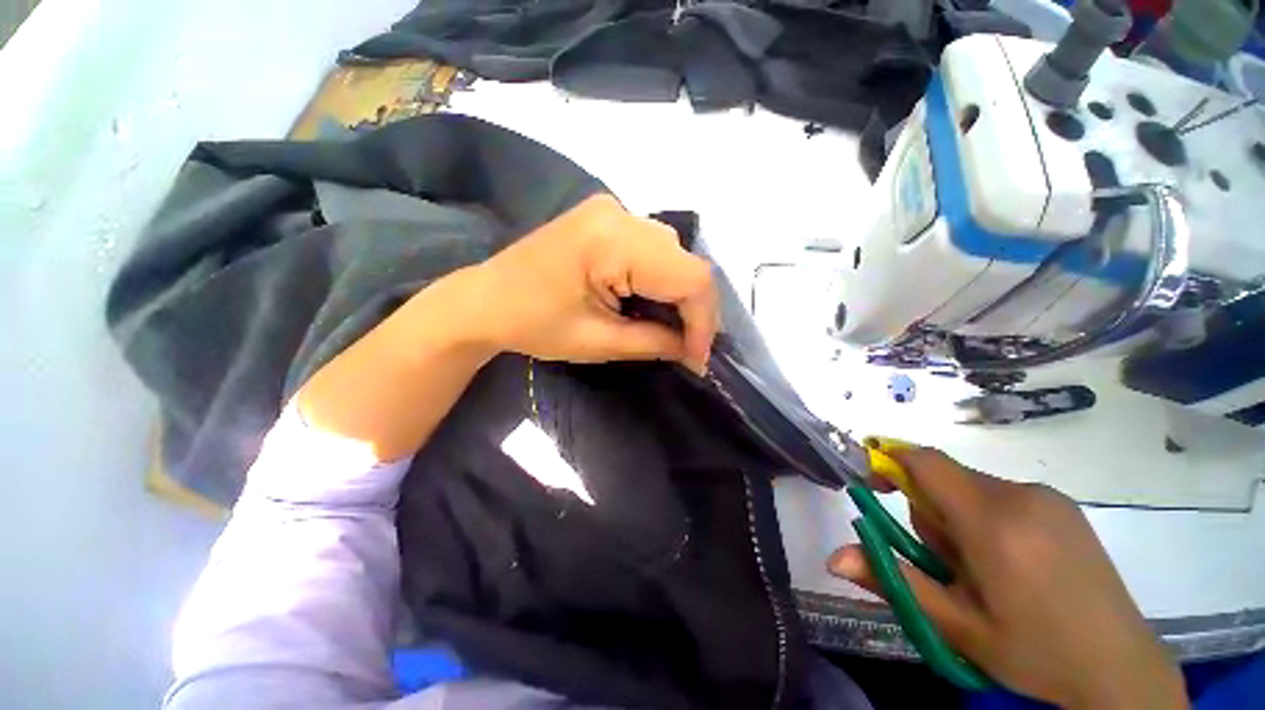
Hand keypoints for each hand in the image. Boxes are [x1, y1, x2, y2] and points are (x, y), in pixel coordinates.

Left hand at [468, 194, 718, 374]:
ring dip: (680, 294)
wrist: (485, 300)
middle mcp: (620, 213)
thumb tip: (695, 353)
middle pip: (685, 262)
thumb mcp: (599, 342)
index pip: (689, 276)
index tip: (698, 358)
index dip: (704, 321)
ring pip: (673, 254)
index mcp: (613, 241)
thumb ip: (656, 342)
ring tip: (672, 328)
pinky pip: (653, 248)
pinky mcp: (606, 219)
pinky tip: (652, 302)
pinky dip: (662, 279)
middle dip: (695, 310)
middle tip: (689, 347)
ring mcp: (612, 211)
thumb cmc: (534, 326)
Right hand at [827, 445, 1187, 709]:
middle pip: (945, 478)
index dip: (890, 463)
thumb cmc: (1034, 653)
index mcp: (994, 524)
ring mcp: (1048, 498)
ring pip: (971, 488)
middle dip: (930, 512)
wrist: (1120, 668)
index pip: (926, 462)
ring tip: (985, 570)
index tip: (875, 488)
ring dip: (959, 519)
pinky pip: (1001, 495)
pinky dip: (987, 518)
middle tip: (948, 565)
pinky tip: (1013, 563)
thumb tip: (832, 558)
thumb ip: (894, 581)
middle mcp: (1021, 497)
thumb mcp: (957, 626)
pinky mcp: (1062, 506)